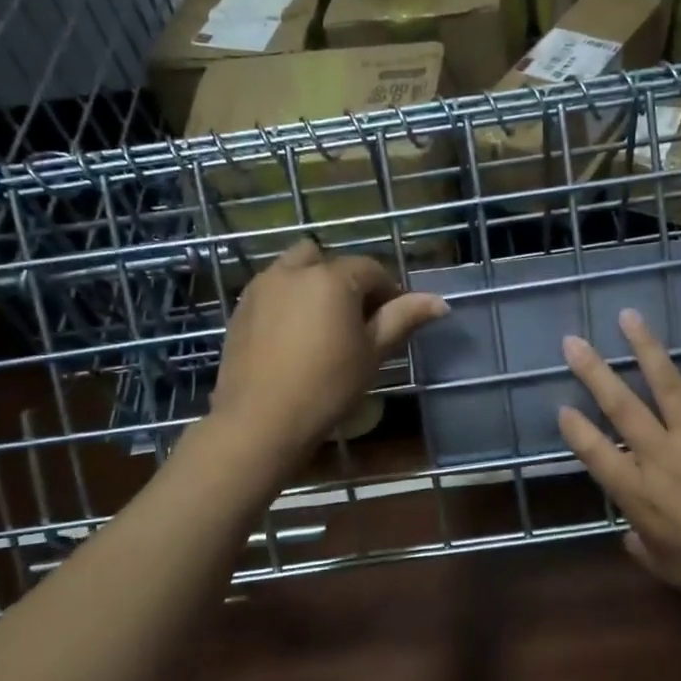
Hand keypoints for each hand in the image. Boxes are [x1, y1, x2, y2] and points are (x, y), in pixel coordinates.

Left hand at [212, 238, 447, 453]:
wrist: (260, 420)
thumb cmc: (328, 385)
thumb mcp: (373, 353)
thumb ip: (403, 318)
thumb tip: (440, 301)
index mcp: (331, 277)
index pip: (371, 269)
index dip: (388, 291)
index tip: (393, 320)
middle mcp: (293, 271)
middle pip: (327, 260)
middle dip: (344, 280)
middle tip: (355, 318)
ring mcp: (261, 288)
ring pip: (294, 270)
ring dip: (312, 285)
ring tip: (321, 325)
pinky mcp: (240, 310)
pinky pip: (271, 291)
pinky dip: (287, 302)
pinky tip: (292, 339)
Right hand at [557, 309, 680, 605]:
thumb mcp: (664, 567)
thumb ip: (639, 546)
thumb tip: (627, 534)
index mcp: (637, 492)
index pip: (594, 453)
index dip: (575, 429)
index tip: (561, 407)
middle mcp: (659, 455)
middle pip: (620, 406)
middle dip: (593, 372)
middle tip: (572, 341)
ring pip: (665, 383)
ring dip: (644, 347)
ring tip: (628, 317)